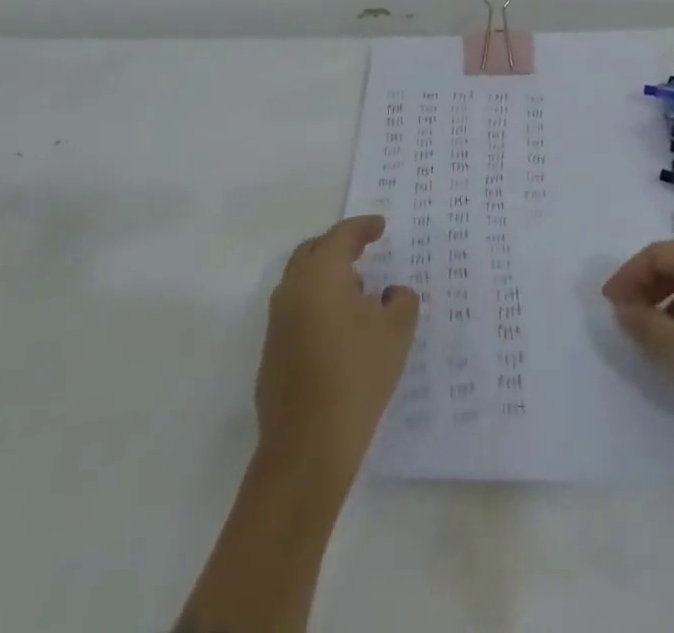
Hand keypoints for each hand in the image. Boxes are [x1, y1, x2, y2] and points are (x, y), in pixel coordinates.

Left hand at [255, 216, 418, 475]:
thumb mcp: (396, 333)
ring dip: (326, 278)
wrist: (308, 446)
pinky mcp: (271, 353)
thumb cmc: (356, 375)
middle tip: (364, 252)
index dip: (363, 227)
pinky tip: (340, 331)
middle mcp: (292, 290)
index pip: (341, 236)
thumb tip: (392, 294)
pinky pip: (296, 311)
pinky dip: (317, 306)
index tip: (380, 227)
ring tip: (357, 293)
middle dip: (338, 247)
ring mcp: (277, 323)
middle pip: (313, 252)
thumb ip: (401, 301)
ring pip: (301, 282)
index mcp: (320, 275)